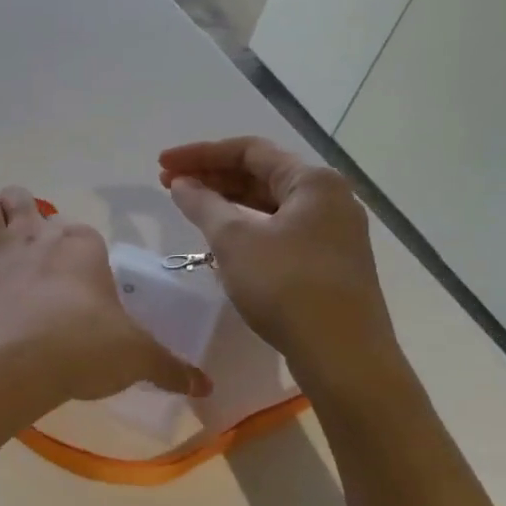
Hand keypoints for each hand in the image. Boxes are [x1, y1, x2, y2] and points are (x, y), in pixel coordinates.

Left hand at [0, 186, 210, 411]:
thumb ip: (170, 367)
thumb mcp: (137, 358)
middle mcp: (34, 236)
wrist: (21, 363)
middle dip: (22, 208)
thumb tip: (205, 385)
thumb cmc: (86, 349)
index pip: (80, 231)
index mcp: (80, 245)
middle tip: (25, 235)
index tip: (81, 273)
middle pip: (23, 200)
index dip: (78, 246)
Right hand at [159, 138, 397, 385]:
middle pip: (261, 174)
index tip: (162, 164)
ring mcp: (333, 232)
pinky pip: (279, 230)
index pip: (249, 150)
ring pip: (269, 204)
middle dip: (212, 177)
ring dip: (227, 203)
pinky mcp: (328, 262)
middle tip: (169, 185)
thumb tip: (181, 183)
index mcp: (313, 182)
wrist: (343, 355)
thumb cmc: (287, 286)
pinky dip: (246, 227)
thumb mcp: (235, 241)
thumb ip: (203, 205)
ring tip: (190, 209)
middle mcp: (329, 198)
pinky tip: (221, 241)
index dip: (200, 154)